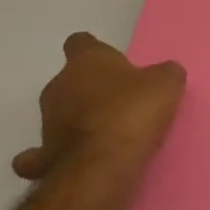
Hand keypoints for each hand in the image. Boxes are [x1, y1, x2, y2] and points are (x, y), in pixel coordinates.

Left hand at [12, 32, 184, 186]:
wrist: (101, 167)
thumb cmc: (133, 113)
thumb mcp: (166, 84)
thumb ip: (164, 73)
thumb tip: (163, 73)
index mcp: (86, 61)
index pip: (80, 43)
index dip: (95, 50)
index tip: (111, 62)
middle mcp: (58, 86)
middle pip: (70, 80)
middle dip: (89, 89)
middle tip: (119, 101)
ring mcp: (46, 123)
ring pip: (60, 114)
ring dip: (77, 120)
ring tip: (106, 134)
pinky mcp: (43, 158)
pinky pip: (43, 154)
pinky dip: (54, 155)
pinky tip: (73, 160)